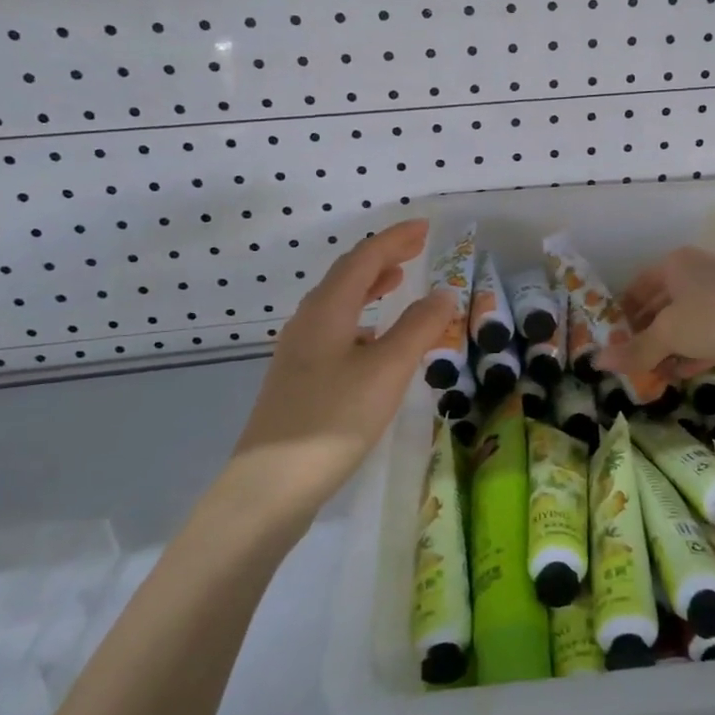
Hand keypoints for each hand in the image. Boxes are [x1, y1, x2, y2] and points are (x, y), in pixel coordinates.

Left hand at [228, 220, 451, 521]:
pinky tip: (374, 339)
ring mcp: (298, 351)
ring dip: (369, 285)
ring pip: (338, 303)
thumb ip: (419, 328)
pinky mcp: (298, 378)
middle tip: (416, 247)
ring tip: (397, 280)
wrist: (270, 487)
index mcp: (327, 310)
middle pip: (347, 275)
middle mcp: (308, 322)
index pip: (364, 258)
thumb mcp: (387, 371)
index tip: (425, 227)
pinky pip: (334, 328)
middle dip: (383, 256)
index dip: (395, 239)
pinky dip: (360, 317)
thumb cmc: (333, 420)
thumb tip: (443, 293)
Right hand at [593, 246, 714, 387]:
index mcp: (674, 264)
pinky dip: (692, 351)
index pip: (637, 288)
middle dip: (645, 335)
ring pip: (685, 321)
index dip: (621, 314)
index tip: (612, 342)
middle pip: (661, 305)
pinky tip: (682, 374)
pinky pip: (708, 333)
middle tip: (631, 364)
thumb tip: (597, 362)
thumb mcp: (669, 334)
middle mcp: (696, 272)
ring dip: (669, 348)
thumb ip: (635, 350)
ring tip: (653, 375)